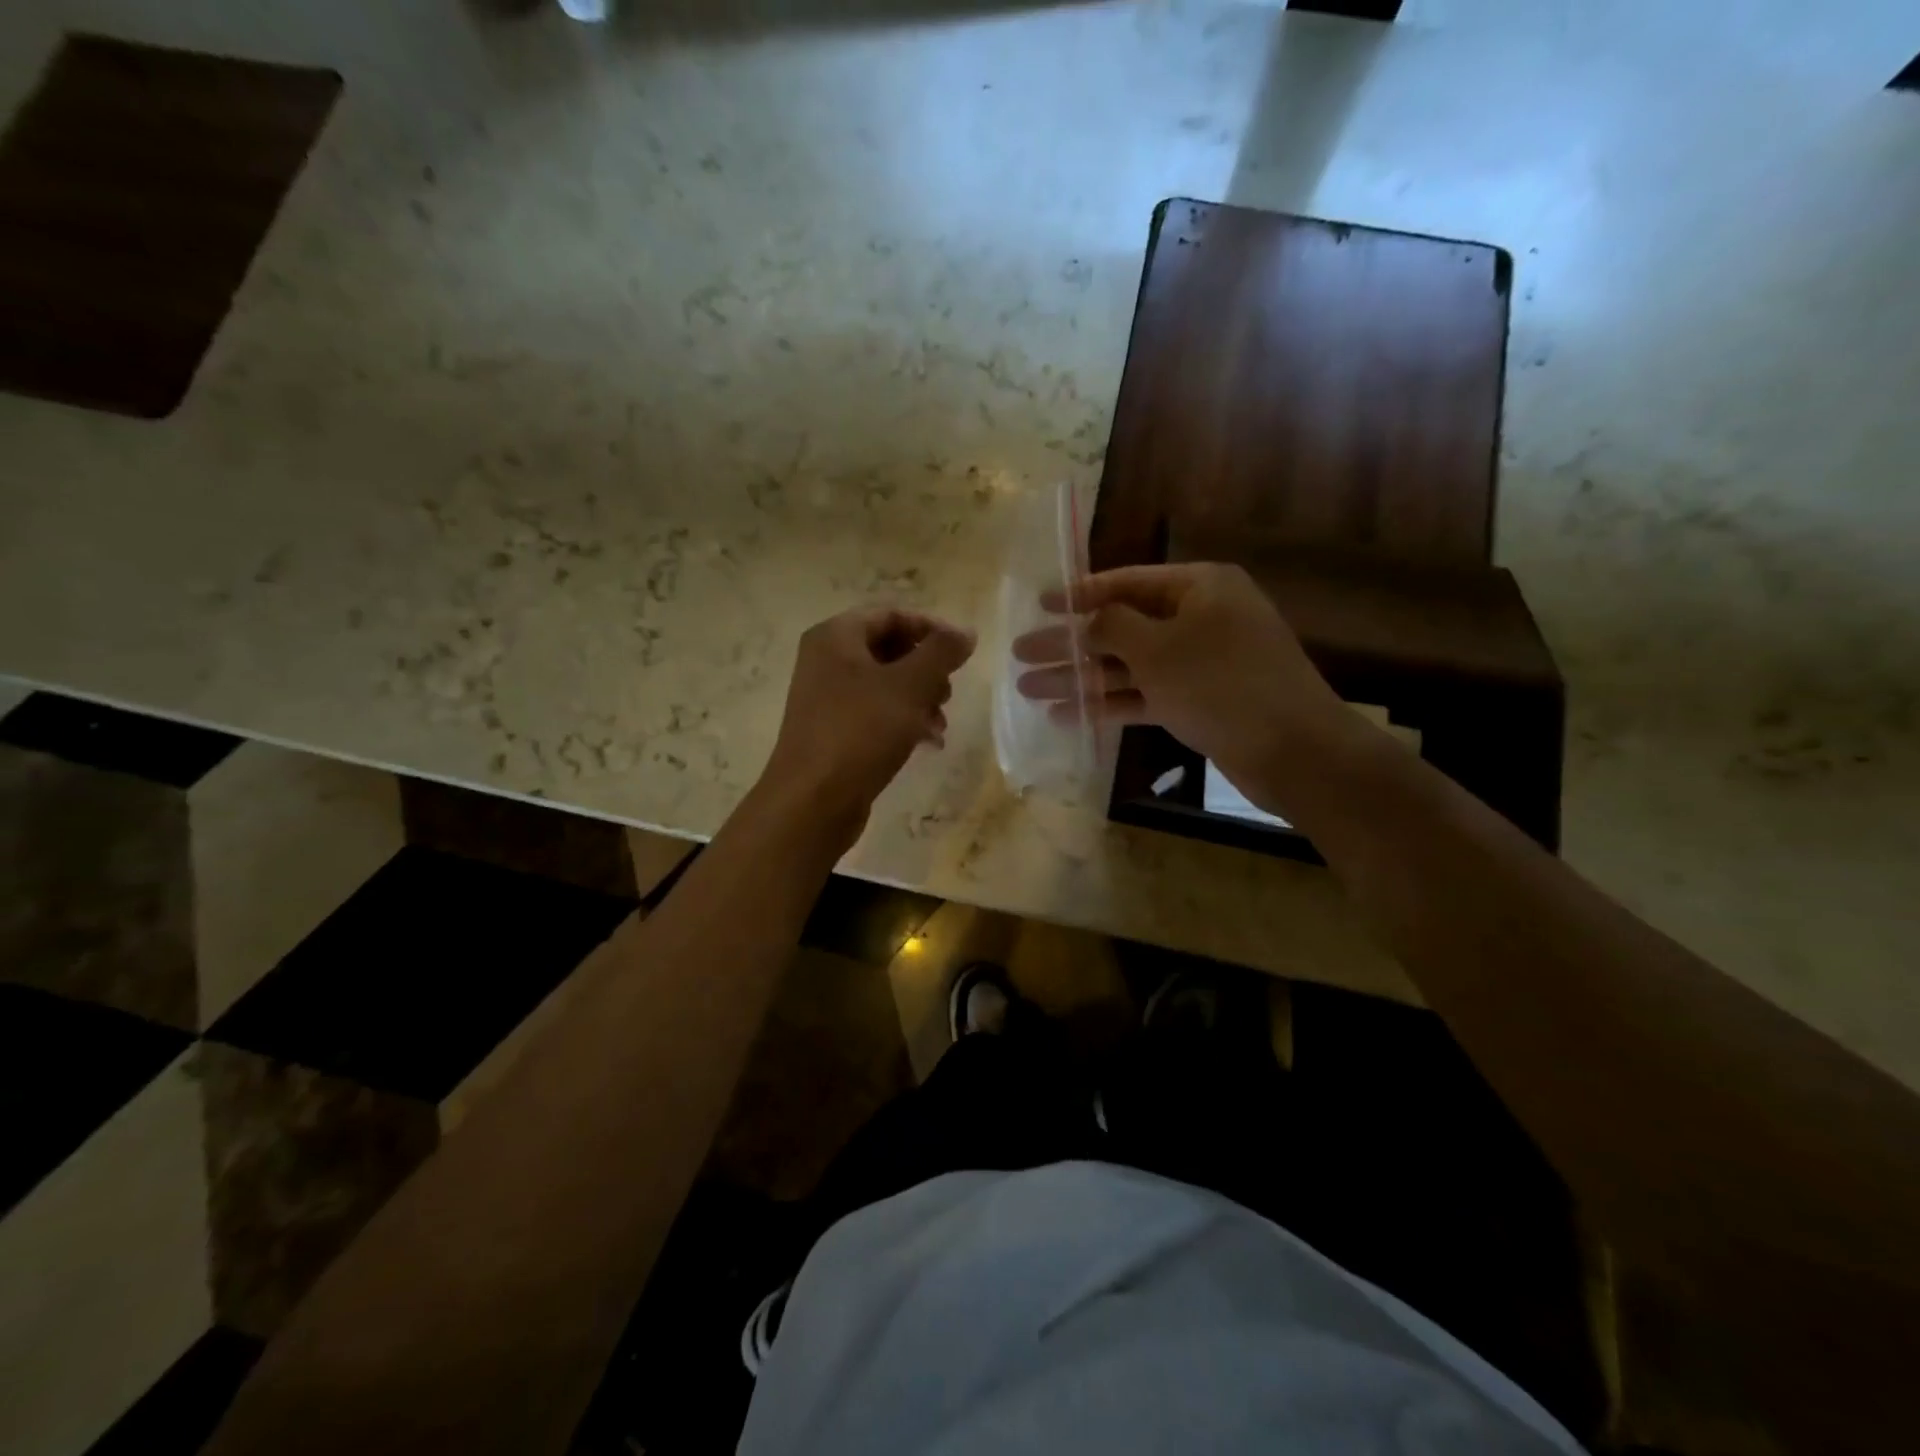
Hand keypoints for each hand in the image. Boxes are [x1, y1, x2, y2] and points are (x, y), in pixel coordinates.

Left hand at [760, 606, 975, 839]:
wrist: (813, 801)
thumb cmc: (861, 731)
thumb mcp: (910, 686)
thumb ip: (941, 652)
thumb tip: (966, 632)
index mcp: (836, 636)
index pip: (892, 614)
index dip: (932, 628)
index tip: (962, 653)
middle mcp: (826, 660)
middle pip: (889, 649)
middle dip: (927, 670)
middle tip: (948, 693)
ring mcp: (826, 697)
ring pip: (886, 684)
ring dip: (920, 699)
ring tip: (940, 724)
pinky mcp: (833, 730)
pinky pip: (875, 712)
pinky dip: (903, 721)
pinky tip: (928, 743)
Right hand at [1011, 563, 1347, 813]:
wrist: (1294, 750)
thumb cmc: (1221, 684)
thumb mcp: (1158, 648)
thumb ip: (1113, 626)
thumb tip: (1088, 619)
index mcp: (1199, 587)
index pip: (1127, 582)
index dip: (1079, 594)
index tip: (1040, 605)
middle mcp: (1200, 618)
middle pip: (1122, 627)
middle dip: (1071, 644)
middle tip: (1021, 654)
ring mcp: (1201, 663)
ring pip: (1130, 665)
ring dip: (1082, 678)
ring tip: (1030, 690)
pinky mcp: (1200, 701)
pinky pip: (1147, 695)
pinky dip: (1111, 704)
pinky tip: (1067, 717)